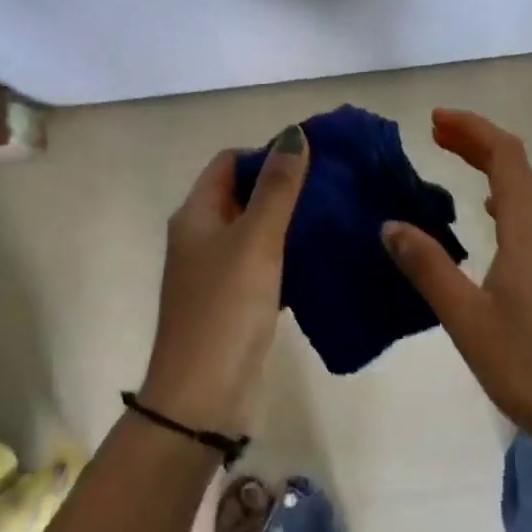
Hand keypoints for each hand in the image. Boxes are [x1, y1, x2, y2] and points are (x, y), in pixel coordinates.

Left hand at [139, 125, 308, 435]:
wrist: (204, 397)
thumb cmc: (226, 308)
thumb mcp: (256, 240)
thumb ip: (277, 187)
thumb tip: (294, 134)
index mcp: (196, 214)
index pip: (230, 162)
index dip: (266, 152)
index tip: (312, 157)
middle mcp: (202, 237)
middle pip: (243, 193)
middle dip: (283, 184)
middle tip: (333, 183)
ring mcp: (217, 272)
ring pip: (257, 230)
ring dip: (290, 219)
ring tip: (335, 213)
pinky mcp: (236, 301)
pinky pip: (265, 263)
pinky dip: (289, 253)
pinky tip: (323, 254)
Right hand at [382, 109, 531, 450]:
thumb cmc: (529, 366)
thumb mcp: (467, 318)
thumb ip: (428, 268)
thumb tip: (390, 225)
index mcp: (527, 233)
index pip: (506, 158)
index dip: (473, 130)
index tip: (436, 119)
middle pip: (518, 168)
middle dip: (479, 142)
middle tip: (437, 132)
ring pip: (526, 193)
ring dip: (492, 169)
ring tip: (455, 163)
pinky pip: (529, 219)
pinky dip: (504, 199)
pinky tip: (488, 219)